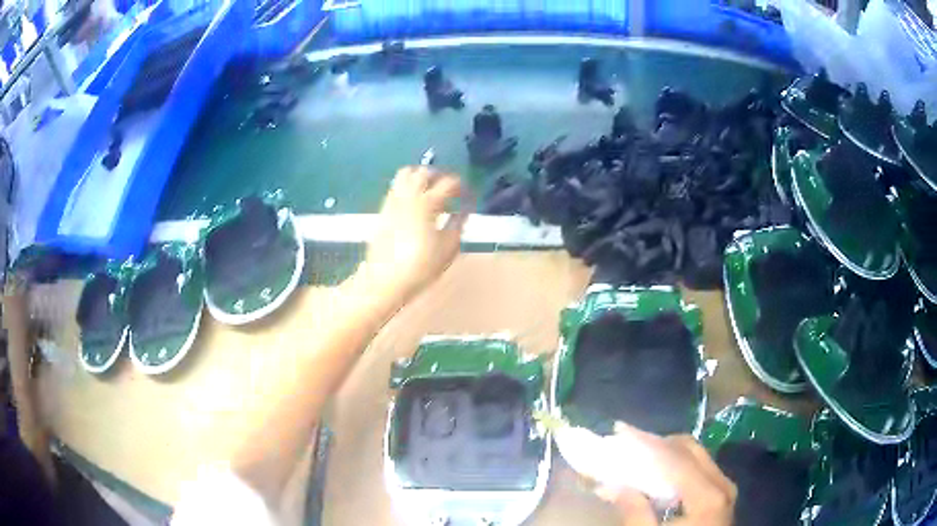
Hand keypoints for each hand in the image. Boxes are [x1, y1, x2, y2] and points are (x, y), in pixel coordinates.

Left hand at [360, 166, 467, 304]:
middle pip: (424, 171)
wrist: (386, 280)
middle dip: (439, 175)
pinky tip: (413, 203)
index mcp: (427, 203)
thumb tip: (464, 211)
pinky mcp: (382, 210)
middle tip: (449, 188)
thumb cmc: (421, 267)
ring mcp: (393, 202)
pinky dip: (406, 187)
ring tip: (429, 190)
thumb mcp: (448, 248)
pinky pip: (395, 188)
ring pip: (405, 174)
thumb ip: (458, 224)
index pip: (448, 183)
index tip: (468, 195)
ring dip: (420, 176)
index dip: (461, 186)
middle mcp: (408, 196)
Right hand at [601, 425, 735, 525]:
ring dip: (668, 452)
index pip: (675, 458)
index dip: (646, 443)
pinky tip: (660, 473)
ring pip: (697, 456)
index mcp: (708, 496)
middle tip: (628, 442)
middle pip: (689, 449)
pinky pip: (701, 468)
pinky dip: (679, 465)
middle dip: (657, 443)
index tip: (619, 431)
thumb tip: (610, 485)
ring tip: (640, 455)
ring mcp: (725, 488)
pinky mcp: (722, 495)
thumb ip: (634, 513)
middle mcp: (722, 484)